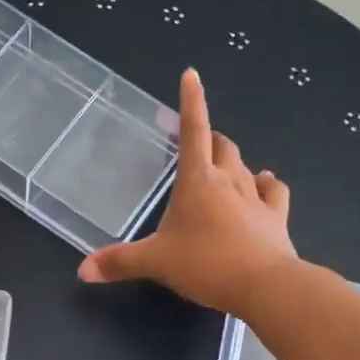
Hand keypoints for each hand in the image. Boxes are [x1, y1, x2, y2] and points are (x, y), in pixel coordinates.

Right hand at [77, 68, 296, 314]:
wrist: (264, 285)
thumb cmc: (205, 264)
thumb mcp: (156, 263)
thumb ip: (120, 262)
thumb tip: (82, 271)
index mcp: (197, 181)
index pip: (193, 131)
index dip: (191, 101)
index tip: (191, 75)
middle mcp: (228, 180)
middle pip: (222, 145)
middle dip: (210, 138)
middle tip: (199, 142)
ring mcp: (256, 197)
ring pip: (246, 166)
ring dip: (234, 162)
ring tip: (225, 164)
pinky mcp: (277, 217)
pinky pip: (275, 191)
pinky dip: (268, 184)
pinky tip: (266, 182)